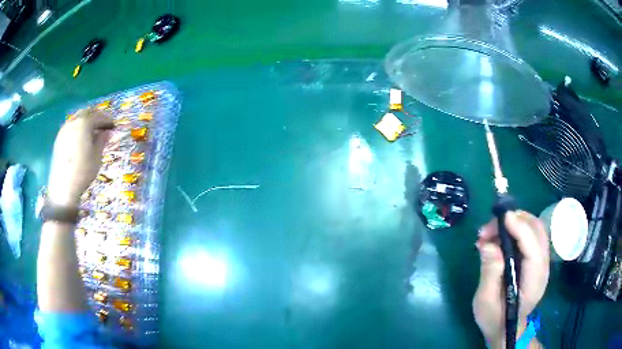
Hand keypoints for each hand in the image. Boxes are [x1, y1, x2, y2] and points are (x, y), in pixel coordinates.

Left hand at [47, 109, 113, 206]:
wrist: (63, 187)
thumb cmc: (83, 171)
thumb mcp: (97, 156)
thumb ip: (102, 140)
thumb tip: (107, 132)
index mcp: (84, 123)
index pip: (99, 116)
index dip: (107, 120)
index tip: (113, 126)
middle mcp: (73, 121)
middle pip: (87, 112)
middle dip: (95, 117)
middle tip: (102, 126)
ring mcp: (64, 129)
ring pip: (77, 118)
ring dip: (85, 121)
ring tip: (90, 132)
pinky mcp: (58, 139)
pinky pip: (70, 126)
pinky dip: (77, 128)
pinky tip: (80, 138)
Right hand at [473, 211, 549, 347]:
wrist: (507, 328)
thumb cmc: (495, 319)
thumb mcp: (486, 302)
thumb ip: (490, 274)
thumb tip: (488, 244)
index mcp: (534, 280)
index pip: (533, 247)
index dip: (520, 228)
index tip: (501, 217)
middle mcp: (543, 266)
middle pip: (537, 230)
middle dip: (515, 220)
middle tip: (488, 229)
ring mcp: (541, 260)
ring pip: (534, 228)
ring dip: (514, 222)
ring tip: (490, 233)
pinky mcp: (535, 258)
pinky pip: (530, 234)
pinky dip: (515, 228)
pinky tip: (498, 237)